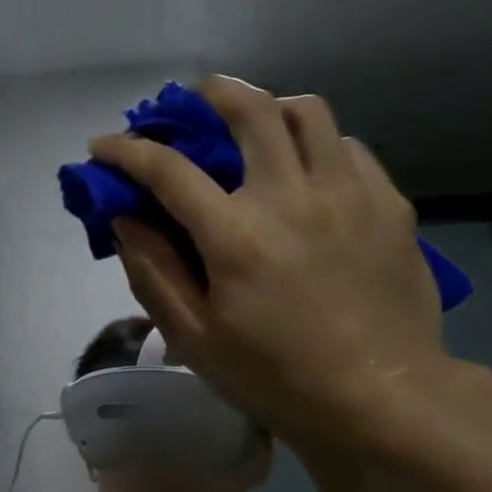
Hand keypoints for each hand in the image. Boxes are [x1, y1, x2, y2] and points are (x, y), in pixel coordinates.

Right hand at [88, 77, 447, 446]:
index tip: (102, 146)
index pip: (167, 169)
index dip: (126, 150)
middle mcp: (292, 198)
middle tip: (187, 102)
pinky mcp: (389, 205)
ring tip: (250, 129)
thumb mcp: (194, 338)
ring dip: (268, 108)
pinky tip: (303, 173)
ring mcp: (348, 195)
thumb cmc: (275, 376)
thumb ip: (153, 271)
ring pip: (307, 112)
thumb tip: (125, 219)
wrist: (381, 398)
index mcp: (235, 236)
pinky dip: (314, 145)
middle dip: (207, 94)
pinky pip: (347, 147)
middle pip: (250, 109)